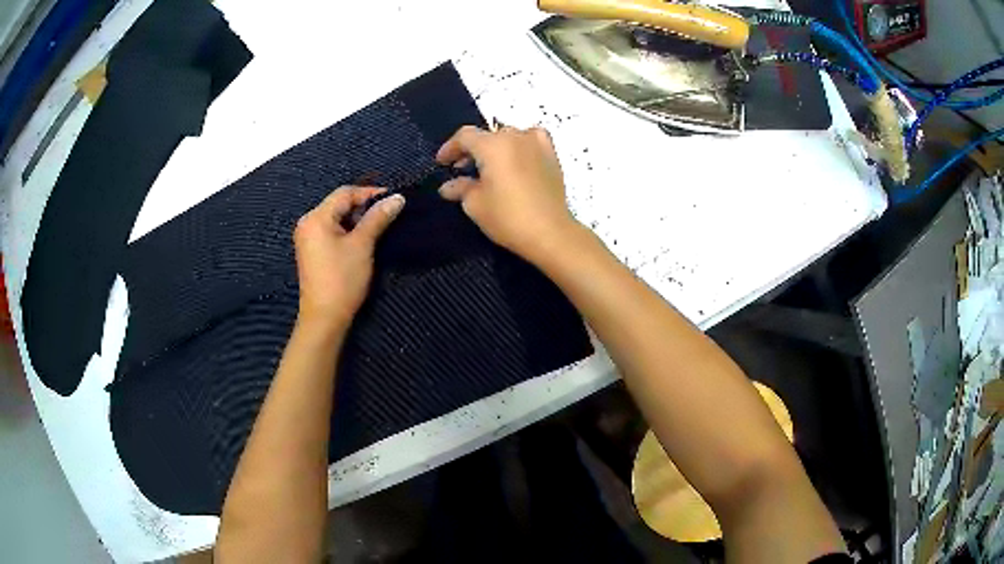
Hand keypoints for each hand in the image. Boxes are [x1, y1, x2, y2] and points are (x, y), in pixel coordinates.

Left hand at [293, 186, 404, 330]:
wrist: (324, 317)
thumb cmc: (343, 279)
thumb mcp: (362, 245)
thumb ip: (378, 218)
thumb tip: (398, 197)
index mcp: (316, 217)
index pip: (345, 193)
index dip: (370, 193)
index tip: (393, 199)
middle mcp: (307, 223)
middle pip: (338, 203)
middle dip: (363, 206)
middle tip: (387, 213)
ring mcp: (307, 237)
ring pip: (335, 217)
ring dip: (356, 219)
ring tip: (378, 226)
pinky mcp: (311, 250)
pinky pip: (330, 230)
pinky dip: (347, 230)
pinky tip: (362, 239)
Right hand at [436, 125, 580, 262]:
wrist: (550, 232)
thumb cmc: (508, 217)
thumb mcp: (475, 205)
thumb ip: (460, 189)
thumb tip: (449, 186)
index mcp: (492, 145)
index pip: (464, 136)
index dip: (450, 148)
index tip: (442, 163)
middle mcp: (515, 136)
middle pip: (487, 135)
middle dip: (472, 150)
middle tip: (462, 169)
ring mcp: (536, 143)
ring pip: (509, 136)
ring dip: (496, 147)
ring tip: (489, 167)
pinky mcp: (552, 155)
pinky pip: (531, 140)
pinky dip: (520, 146)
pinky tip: (517, 160)